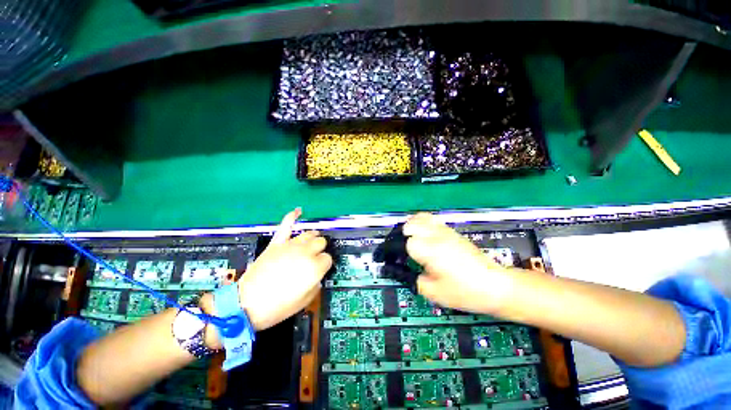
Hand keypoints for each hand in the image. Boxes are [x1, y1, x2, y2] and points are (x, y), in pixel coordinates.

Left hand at [237, 208, 331, 330]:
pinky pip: (286, 225)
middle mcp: (305, 252)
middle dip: (320, 250)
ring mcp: (290, 245)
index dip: (324, 264)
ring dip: (312, 238)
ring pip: (309, 233)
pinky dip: (292, 217)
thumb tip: (316, 275)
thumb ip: (316, 284)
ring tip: (310, 243)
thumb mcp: (304, 301)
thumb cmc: (277, 306)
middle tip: (313, 259)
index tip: (319, 270)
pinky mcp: (277, 243)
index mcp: (314, 267)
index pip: (328, 258)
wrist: (246, 304)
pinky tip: (298, 211)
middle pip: (321, 242)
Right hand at [404, 213, 510, 314]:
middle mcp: (434, 235)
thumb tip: (401, 271)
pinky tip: (423, 235)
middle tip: (400, 251)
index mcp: (428, 250)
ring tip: (409, 240)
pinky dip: (421, 223)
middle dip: (400, 237)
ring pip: (419, 217)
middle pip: (409, 225)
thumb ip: (412, 279)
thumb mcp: (433, 292)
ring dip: (409, 227)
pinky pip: (431, 219)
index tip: (391, 260)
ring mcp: (444, 230)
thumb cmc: (465, 292)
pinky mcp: (451, 230)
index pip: (402, 242)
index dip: (394, 252)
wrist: (494, 285)